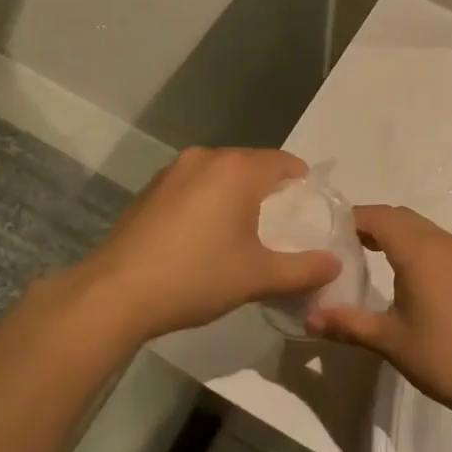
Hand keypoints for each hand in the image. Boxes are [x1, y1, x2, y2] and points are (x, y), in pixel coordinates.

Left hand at [75, 148, 340, 341]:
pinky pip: (193, 185)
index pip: (282, 161)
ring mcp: (172, 172)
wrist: (115, 293)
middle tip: (282, 221)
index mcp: (237, 170)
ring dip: (235, 193)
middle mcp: (205, 159)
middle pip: (250, 164)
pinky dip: (208, 201)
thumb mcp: (258, 277)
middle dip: (269, 187)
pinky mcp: (150, 190)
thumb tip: (335, 264)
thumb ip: (303, 269)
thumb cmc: (196, 277)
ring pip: (219, 174)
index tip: (310, 204)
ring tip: (244, 229)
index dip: (301, 180)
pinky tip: (204, 234)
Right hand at [307, 206, 451, 420]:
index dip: (352, 219)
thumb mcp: (389, 341)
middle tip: (344, 244)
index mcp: (419, 251)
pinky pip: (440, 243)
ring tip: (371, 257)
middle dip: (372, 223)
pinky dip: (418, 246)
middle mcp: (443, 242)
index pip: (378, 217)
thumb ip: (347, 324)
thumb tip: (309, 318)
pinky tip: (409, 276)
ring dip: (396, 234)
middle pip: (400, 217)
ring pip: (423, 228)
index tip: (328, 232)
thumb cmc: (444, 357)